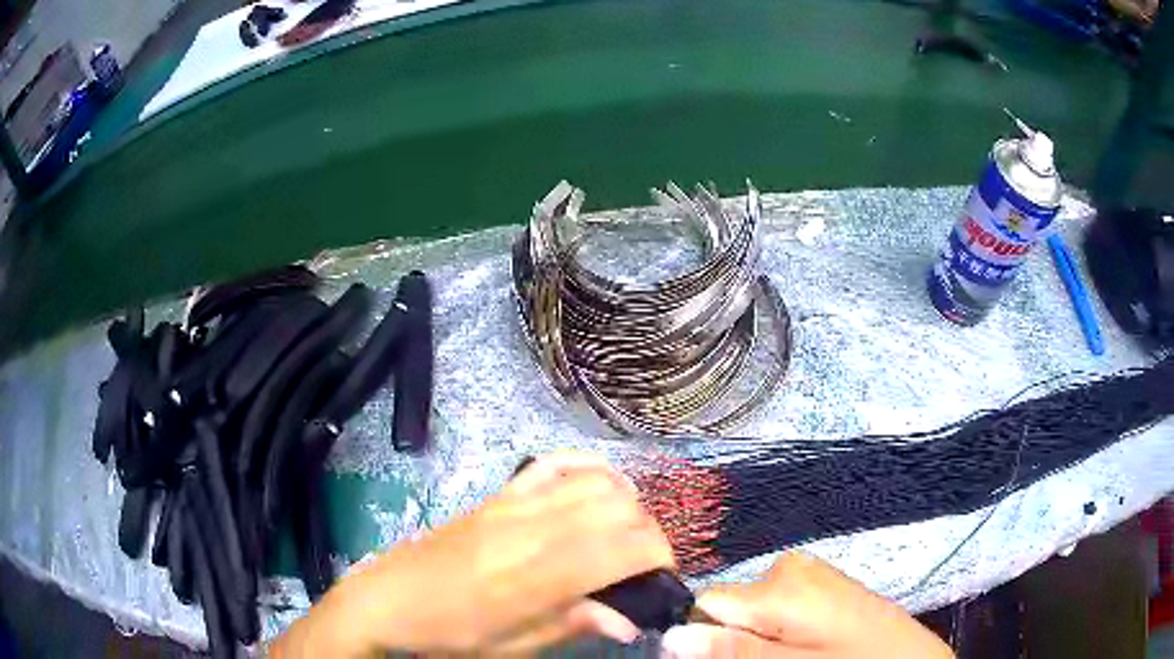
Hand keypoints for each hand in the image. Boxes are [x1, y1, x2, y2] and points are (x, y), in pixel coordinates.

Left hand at [271, 452, 675, 655]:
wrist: (387, 599)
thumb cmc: (449, 634)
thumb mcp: (511, 647)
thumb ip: (573, 625)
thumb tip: (630, 621)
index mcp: (533, 578)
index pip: (621, 547)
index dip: (659, 555)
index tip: (663, 577)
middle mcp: (528, 531)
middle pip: (618, 505)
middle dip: (648, 531)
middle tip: (642, 563)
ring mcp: (511, 504)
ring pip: (595, 480)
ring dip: (625, 502)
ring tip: (622, 534)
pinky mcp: (498, 494)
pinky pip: (553, 463)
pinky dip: (588, 468)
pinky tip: (598, 489)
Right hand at [661, 552, 952, 658]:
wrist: (913, 658)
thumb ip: (736, 651)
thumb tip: (671, 636)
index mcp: (780, 584)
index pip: (706, 603)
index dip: (706, 638)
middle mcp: (790, 566)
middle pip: (729, 606)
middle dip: (737, 639)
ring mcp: (809, 570)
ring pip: (752, 608)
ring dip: (758, 637)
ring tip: (797, 656)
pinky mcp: (822, 581)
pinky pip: (777, 605)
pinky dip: (779, 630)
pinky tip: (808, 646)